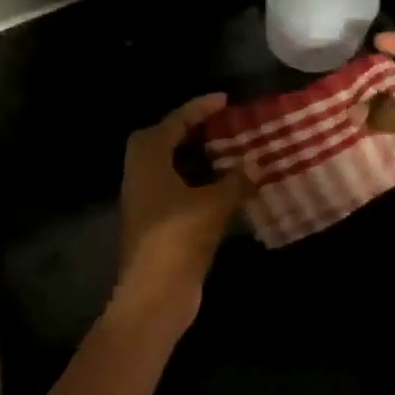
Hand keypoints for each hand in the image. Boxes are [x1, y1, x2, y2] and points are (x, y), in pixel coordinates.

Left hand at [115, 93, 248, 317]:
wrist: (154, 294)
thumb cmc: (179, 238)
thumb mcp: (214, 204)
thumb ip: (235, 180)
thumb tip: (255, 163)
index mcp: (148, 160)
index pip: (173, 123)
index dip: (199, 109)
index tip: (224, 100)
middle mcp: (140, 176)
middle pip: (162, 141)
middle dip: (190, 131)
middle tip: (221, 127)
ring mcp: (144, 202)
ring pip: (168, 168)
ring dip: (194, 159)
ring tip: (227, 154)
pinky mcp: (154, 224)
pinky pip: (175, 191)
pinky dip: (196, 184)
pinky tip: (222, 190)